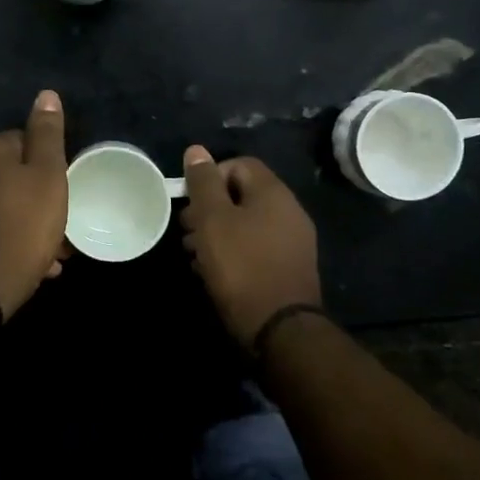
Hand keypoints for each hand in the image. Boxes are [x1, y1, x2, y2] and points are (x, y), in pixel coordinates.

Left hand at [0, 91, 69, 320]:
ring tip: (43, 252)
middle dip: (30, 197)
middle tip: (55, 226)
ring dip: (17, 220)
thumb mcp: (48, 176)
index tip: (61, 192)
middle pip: (5, 175)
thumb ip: (47, 134)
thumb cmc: (23, 225)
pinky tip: (19, 262)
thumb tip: (46, 94)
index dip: (46, 167)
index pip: (21, 142)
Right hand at [180, 146, 322, 348]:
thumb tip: (196, 150)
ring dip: (217, 233)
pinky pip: (256, 248)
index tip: (190, 202)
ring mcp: (293, 242)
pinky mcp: (290, 268)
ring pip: (247, 224)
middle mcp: (289, 211)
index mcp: (273, 193)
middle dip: (209, 209)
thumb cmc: (241, 266)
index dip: (210, 177)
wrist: (280, 329)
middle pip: (242, 195)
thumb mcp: (213, 220)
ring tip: (194, 255)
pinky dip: (234, 253)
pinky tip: (214, 273)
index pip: (239, 164)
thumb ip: (204, 183)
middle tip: (187, 232)